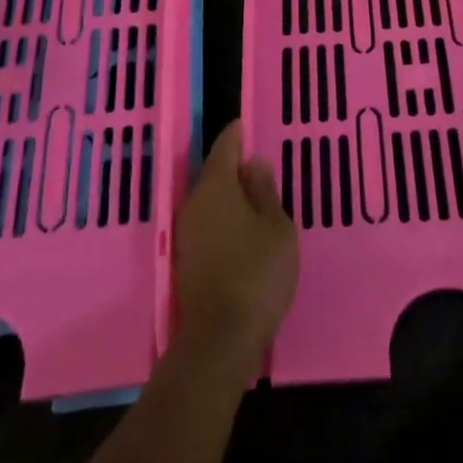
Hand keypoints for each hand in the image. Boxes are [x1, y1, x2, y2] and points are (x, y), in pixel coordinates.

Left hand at [171, 122, 297, 384]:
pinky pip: (208, 223)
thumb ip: (265, 192)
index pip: (224, 149)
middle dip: (233, 166)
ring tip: (255, 195)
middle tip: (257, 162)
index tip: (244, 124)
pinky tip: (242, 227)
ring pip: (209, 200)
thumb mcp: (276, 227)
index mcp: (216, 187)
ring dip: (229, 195)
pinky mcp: (187, 259)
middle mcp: (194, 204)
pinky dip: (224, 218)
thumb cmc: (257, 272)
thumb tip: (253, 164)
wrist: (220, 338)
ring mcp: (187, 233)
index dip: (236, 135)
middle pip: (213, 174)